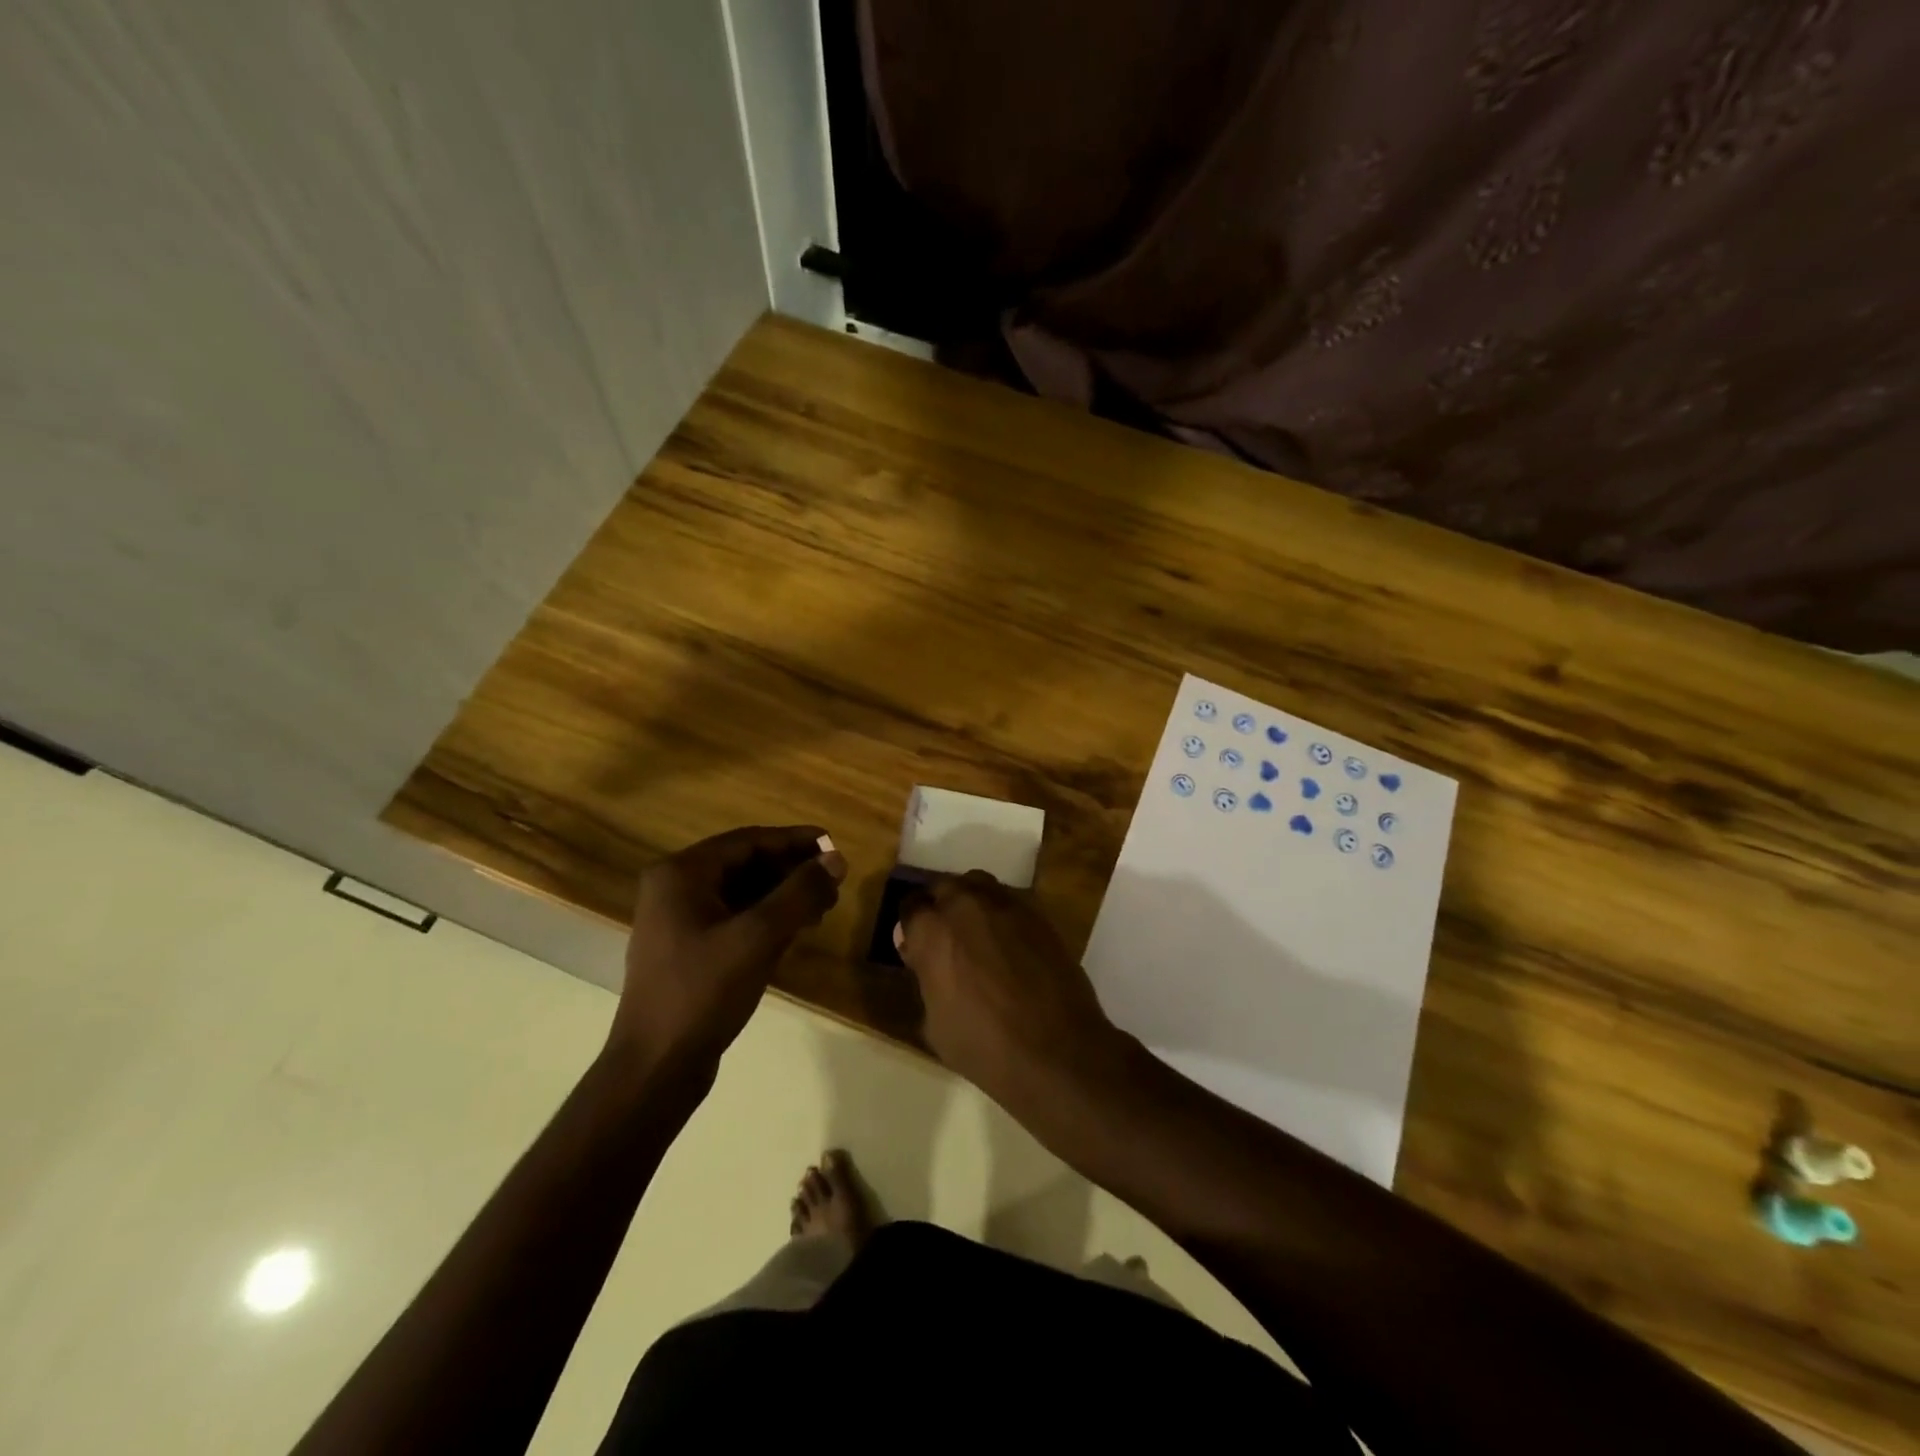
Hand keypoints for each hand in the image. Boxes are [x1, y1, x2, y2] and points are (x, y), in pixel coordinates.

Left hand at [611, 826, 846, 1077]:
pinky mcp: (687, 949)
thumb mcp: (758, 937)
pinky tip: (795, 930)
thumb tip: (837, 859)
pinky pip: (734, 918)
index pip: (748, 841)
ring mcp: (678, 921)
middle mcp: (675, 888)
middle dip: (791, 871)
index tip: (834, 845)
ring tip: (823, 907)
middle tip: (834, 882)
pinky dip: (766, 918)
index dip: (794, 841)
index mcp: (681, 873)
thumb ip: (800, 893)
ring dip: (783, 895)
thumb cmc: (703, 992)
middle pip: (745, 864)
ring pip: (742, 892)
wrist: (656, 1068)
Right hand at [896, 870, 1122, 1109]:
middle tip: (945, 939)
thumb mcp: (935, 1023)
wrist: (1057, 1050)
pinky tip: (1007, 944)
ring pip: (978, 886)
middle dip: (940, 908)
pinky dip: (1001, 915)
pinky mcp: (1038, 914)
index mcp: (933, 931)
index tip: (916, 947)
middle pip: (944, 888)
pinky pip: (1009, 902)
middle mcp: (966, 905)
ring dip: (971, 903)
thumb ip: (925, 978)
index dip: (912, 927)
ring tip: (976, 934)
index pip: (911, 906)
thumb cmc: (985, 1045)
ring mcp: (1006, 905)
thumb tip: (923, 958)